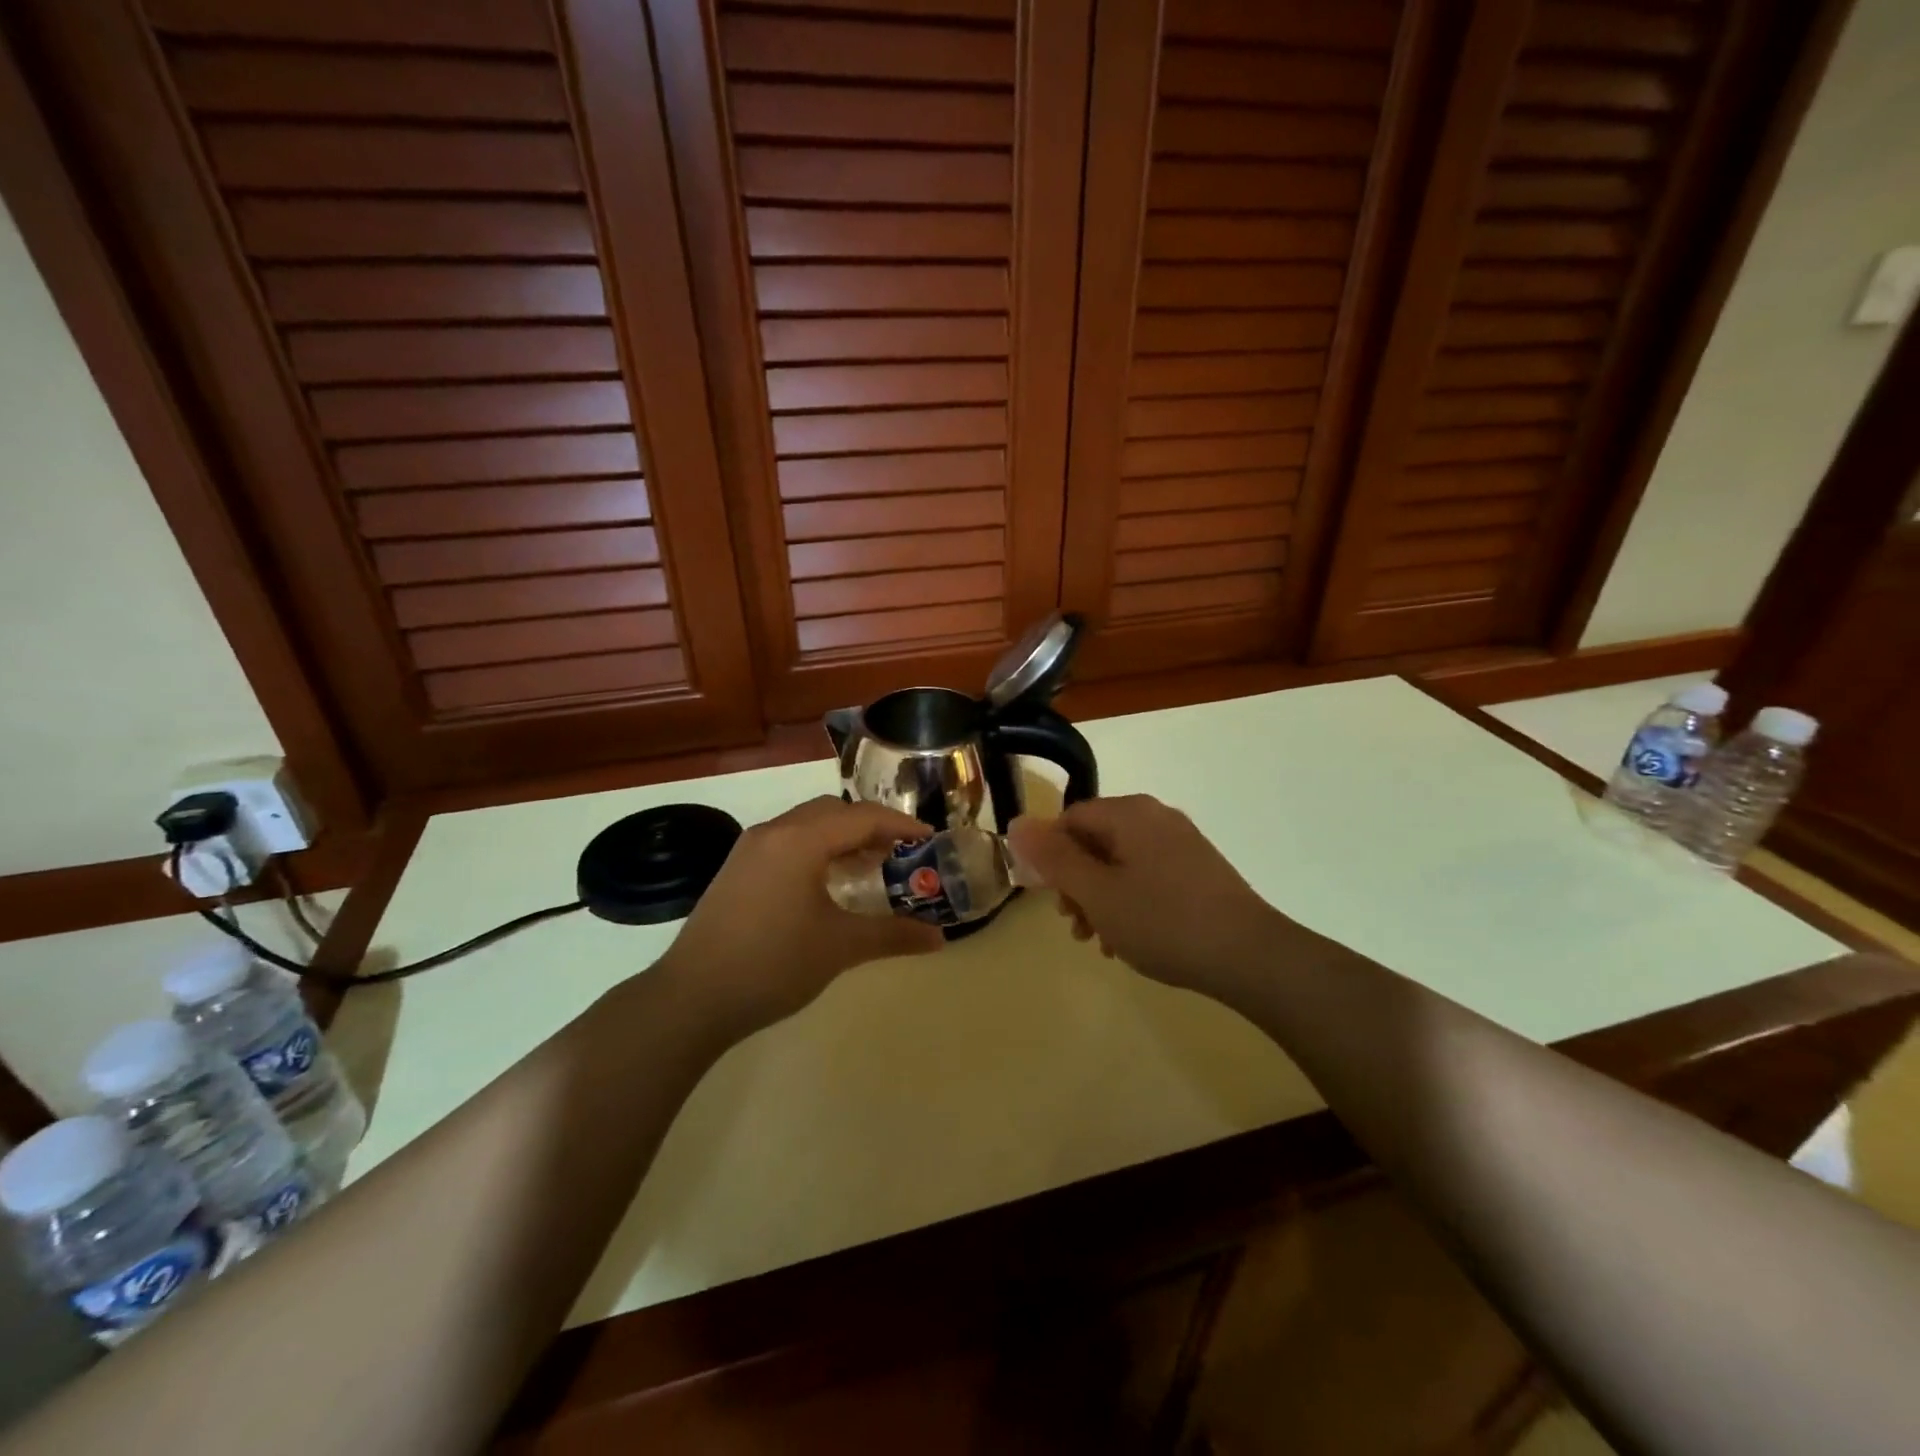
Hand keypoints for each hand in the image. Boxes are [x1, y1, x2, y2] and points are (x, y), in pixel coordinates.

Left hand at [659, 796, 944, 1037]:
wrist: (692, 998)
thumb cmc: (773, 964)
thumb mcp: (840, 947)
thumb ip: (893, 935)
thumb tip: (939, 938)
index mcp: (800, 839)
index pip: (862, 817)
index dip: (900, 824)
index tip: (930, 838)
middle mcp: (774, 832)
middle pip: (833, 812)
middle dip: (870, 826)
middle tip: (900, 852)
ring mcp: (749, 849)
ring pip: (807, 825)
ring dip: (841, 838)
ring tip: (870, 867)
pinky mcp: (737, 870)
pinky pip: (787, 842)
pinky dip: (816, 850)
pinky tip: (827, 884)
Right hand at [1008, 795, 1284, 998]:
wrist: (1251, 955)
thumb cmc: (1164, 922)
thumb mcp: (1098, 893)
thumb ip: (1054, 858)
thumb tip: (1017, 823)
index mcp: (1129, 814)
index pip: (1069, 819)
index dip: (1050, 857)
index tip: (1051, 899)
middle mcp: (1156, 817)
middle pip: (1095, 840)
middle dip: (1076, 882)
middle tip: (1075, 926)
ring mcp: (1182, 842)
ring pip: (1121, 862)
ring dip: (1100, 897)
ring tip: (1100, 940)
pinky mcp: (1199, 869)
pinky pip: (1148, 875)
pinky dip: (1130, 901)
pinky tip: (1131, 939)